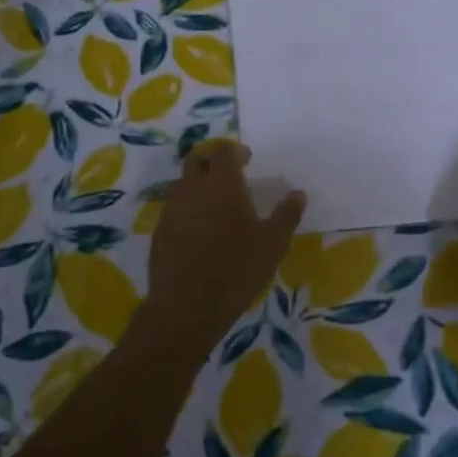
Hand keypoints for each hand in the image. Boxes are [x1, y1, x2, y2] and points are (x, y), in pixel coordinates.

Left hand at [137, 141, 305, 354]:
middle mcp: (192, 189)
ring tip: (215, 205)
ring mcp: (171, 209)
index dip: (234, 151)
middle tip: (229, 176)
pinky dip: (187, 209)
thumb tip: (298, 194)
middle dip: (211, 162)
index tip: (246, 159)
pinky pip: (173, 209)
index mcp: (221, 184)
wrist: (186, 306)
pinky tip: (199, 231)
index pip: (222, 151)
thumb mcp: (273, 244)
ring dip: (197, 185)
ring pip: (182, 184)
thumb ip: (286, 215)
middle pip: (196, 160)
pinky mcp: (159, 232)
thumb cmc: (237, 269)